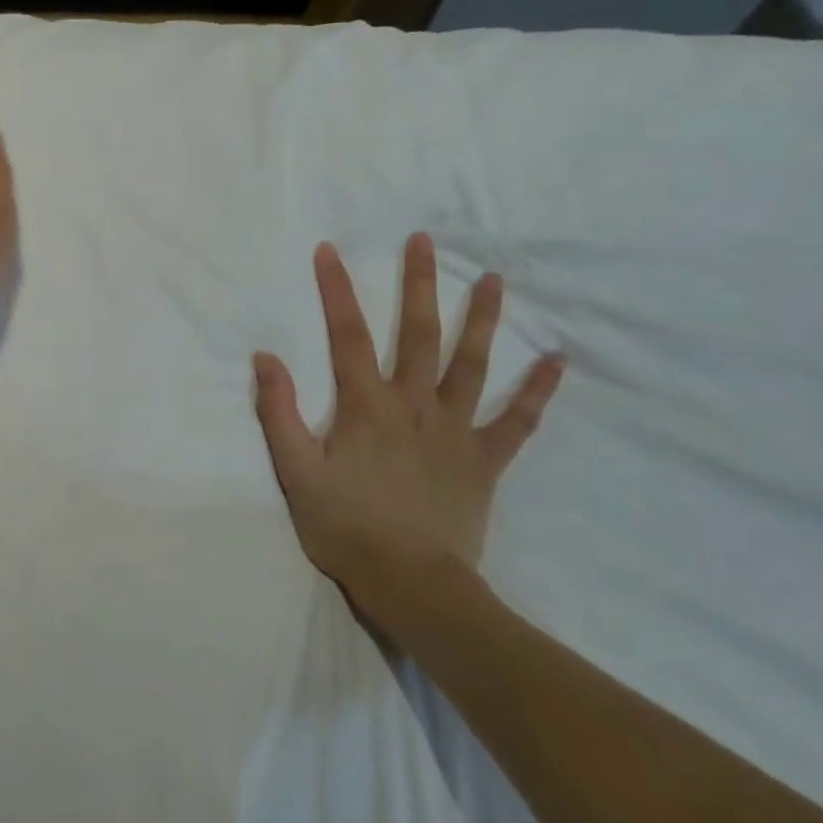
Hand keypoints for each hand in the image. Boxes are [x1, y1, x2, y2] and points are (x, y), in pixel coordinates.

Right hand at [252, 234, 564, 629]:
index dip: (336, 290)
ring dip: (482, 319)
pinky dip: (537, 390)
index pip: (347, 334)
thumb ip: (279, 412)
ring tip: (493, 279)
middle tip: (424, 241)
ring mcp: (455, 429)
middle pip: (417, 333)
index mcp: (365, 405)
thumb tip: (266, 357)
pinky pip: (517, 420)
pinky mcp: (485, 459)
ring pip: (471, 363)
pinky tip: (556, 360)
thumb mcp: (295, 471)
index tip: (330, 250)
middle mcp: (413, 404)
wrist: (409, 582)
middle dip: (418, 284)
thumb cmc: (344, 526)